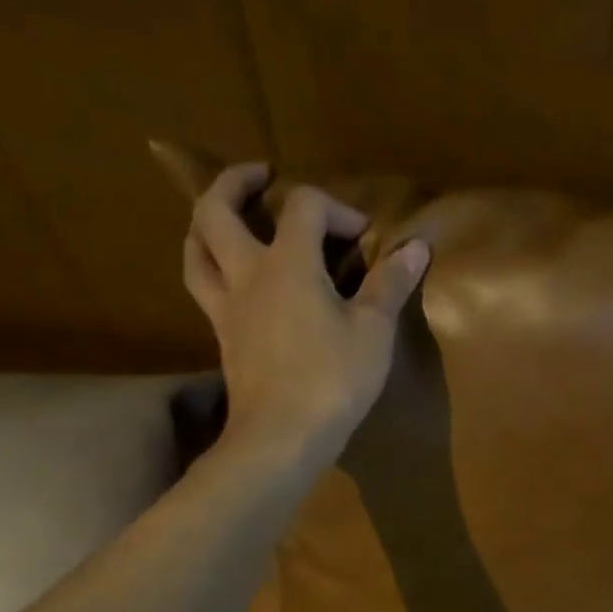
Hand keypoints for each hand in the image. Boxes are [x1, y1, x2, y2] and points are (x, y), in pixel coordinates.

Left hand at [180, 161, 428, 461]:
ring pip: (196, 249)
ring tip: (225, 216)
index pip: (304, 206)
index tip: (363, 236)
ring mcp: (227, 307)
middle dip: (235, 182)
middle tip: (260, 174)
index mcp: (288, 264)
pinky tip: (229, 277)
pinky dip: (210, 265)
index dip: (336, 208)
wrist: (282, 436)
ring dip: (207, 222)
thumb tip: (417, 246)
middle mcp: (247, 275)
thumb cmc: (333, 379)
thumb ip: (391, 284)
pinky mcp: (222, 338)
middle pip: (217, 211)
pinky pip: (203, 287)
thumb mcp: (374, 331)